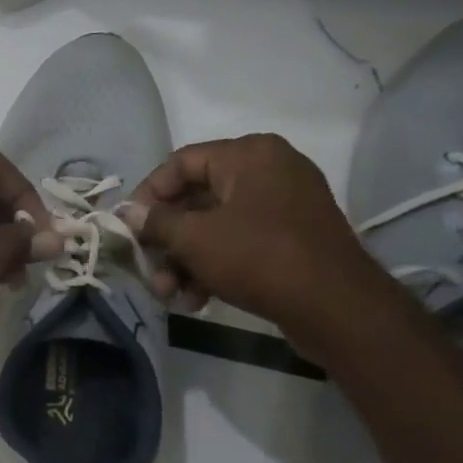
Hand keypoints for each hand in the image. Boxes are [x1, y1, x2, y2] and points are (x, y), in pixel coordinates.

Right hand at [123, 134, 397, 354]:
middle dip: (165, 240)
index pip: (180, 163)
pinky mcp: (289, 237)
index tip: (127, 227)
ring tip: (169, 294)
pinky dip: (212, 266)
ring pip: (214, 227)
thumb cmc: (258, 257)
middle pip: (195, 199)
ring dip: (184, 261)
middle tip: (146, 269)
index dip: (147, 195)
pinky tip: (195, 299)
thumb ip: (156, 222)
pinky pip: (238, 242)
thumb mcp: (195, 239)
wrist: (335, 306)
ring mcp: (282, 205)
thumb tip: (128, 213)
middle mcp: (267, 170)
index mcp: (248, 155)